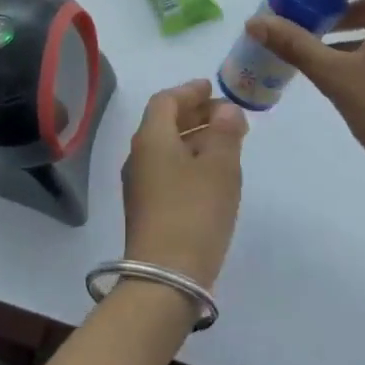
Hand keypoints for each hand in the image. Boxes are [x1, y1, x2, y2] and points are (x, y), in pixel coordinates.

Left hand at [120, 79, 248, 289]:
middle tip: (226, 114)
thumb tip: (225, 109)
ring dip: (194, 138)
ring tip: (226, 141)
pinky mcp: (147, 208)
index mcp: (151, 138)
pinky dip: (189, 161)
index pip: (165, 100)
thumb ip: (225, 132)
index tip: (212, 87)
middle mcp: (139, 156)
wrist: (165, 276)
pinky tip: (212, 173)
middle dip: (194, 113)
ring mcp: (140, 185)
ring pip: (167, 148)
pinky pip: (168, 170)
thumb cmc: (195, 212)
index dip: (190, 90)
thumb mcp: (219, 167)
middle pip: (164, 123)